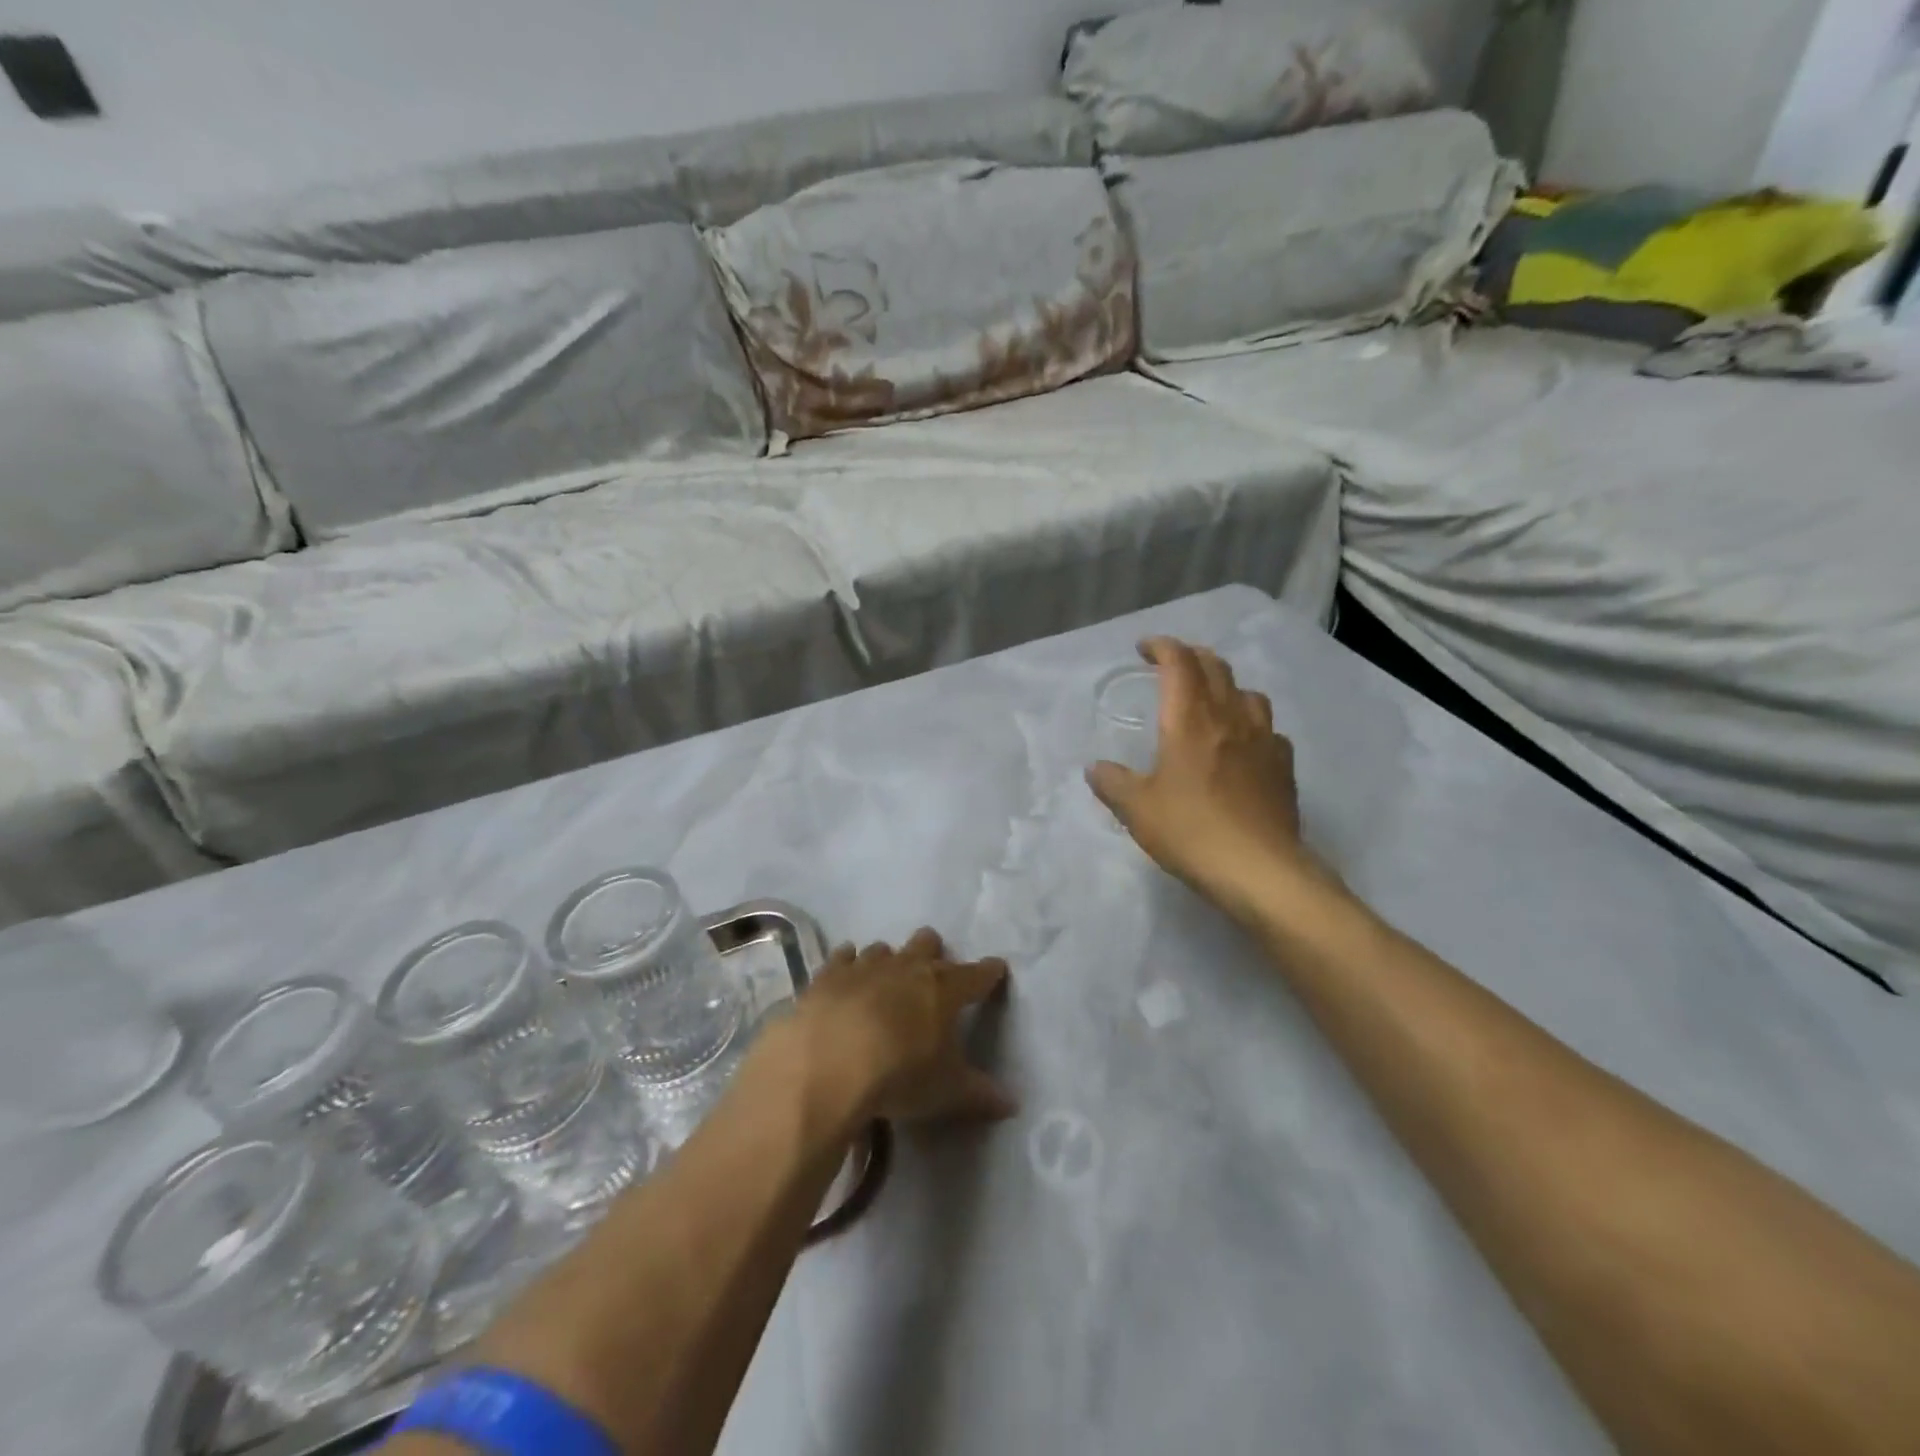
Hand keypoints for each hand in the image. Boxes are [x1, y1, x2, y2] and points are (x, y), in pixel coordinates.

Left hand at [794, 929, 1015, 1125]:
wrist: (829, 1068)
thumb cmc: (900, 1076)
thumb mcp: (946, 1091)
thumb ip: (980, 1094)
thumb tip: (1012, 1104)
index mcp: (944, 989)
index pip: (977, 974)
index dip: (989, 972)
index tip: (996, 969)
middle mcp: (907, 967)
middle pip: (927, 943)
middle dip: (933, 952)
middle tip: (933, 973)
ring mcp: (865, 966)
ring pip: (883, 949)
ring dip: (889, 961)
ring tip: (886, 981)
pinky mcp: (828, 976)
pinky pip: (842, 957)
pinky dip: (847, 962)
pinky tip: (846, 971)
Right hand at [1087, 638, 1328, 917]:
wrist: (1259, 869)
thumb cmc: (1190, 831)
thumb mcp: (1137, 809)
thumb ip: (1112, 783)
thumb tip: (1096, 768)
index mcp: (1190, 720)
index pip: (1179, 662)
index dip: (1162, 646)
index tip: (1144, 648)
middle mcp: (1229, 717)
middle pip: (1216, 667)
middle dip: (1191, 657)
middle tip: (1172, 666)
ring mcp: (1263, 739)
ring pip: (1247, 692)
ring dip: (1225, 685)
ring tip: (1210, 701)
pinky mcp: (1283, 766)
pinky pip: (1268, 729)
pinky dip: (1250, 724)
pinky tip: (1243, 745)